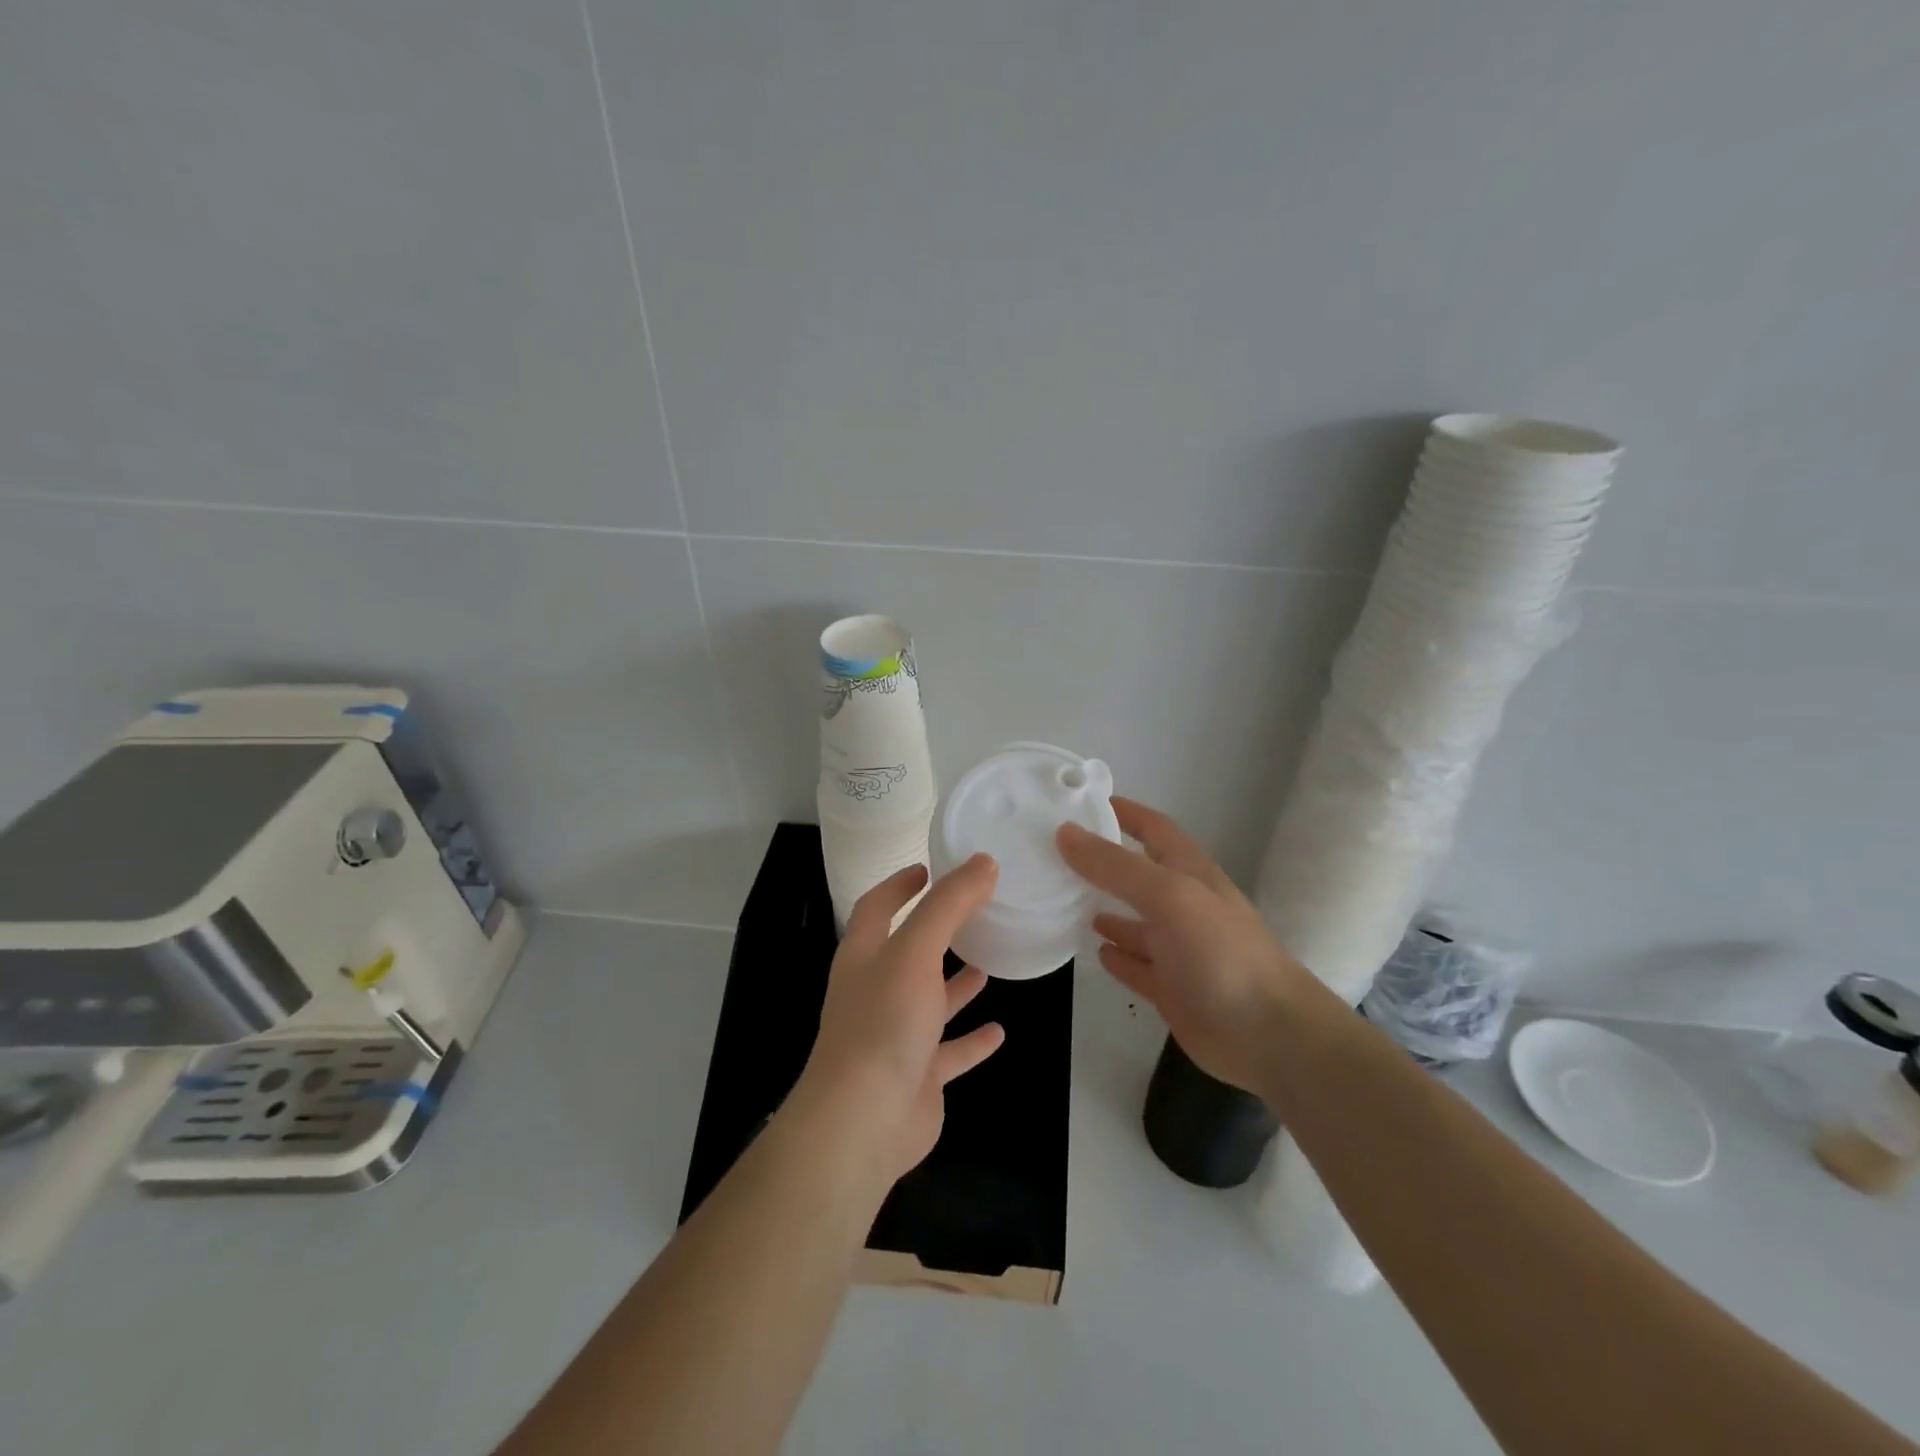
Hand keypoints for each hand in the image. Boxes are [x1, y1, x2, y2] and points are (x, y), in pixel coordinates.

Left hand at [789, 856, 1006, 1190]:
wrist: (864, 1120)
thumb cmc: (884, 1021)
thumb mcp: (916, 950)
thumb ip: (949, 905)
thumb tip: (984, 862)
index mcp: (864, 956)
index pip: (876, 907)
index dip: (899, 886)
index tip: (927, 868)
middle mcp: (876, 991)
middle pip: (907, 952)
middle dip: (936, 932)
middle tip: (974, 912)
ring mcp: (896, 1035)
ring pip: (930, 1001)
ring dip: (955, 984)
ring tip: (989, 963)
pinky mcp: (918, 1075)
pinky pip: (950, 1051)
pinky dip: (971, 1040)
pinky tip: (1000, 1031)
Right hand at [1058, 797, 1316, 1097]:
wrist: (1268, 1034)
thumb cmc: (1220, 952)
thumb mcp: (1167, 896)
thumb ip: (1115, 866)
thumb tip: (1065, 832)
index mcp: (1190, 873)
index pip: (1154, 828)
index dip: (1124, 812)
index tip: (1083, 802)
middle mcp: (1184, 905)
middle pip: (1139, 874)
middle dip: (1104, 862)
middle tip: (1056, 855)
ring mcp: (1180, 949)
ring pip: (1136, 921)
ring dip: (1107, 909)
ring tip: (1066, 901)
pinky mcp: (1173, 989)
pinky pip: (1138, 965)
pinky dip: (1118, 955)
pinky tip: (1095, 950)